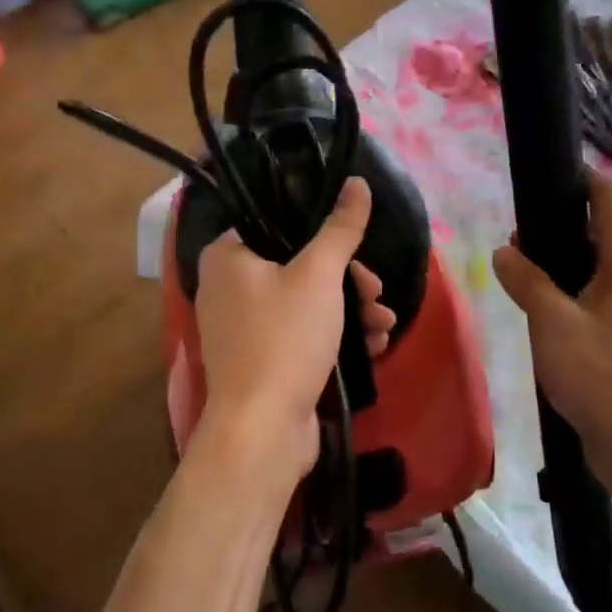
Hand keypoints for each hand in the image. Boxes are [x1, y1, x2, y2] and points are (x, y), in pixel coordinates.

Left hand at [191, 177, 393, 490]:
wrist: (262, 431)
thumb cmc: (284, 339)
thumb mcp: (319, 275)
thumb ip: (340, 227)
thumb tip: (357, 181)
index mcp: (227, 256)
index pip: (276, 222)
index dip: (322, 231)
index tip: (357, 248)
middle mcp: (228, 287)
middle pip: (298, 264)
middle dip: (348, 280)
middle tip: (375, 292)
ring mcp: (244, 328)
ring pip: (306, 301)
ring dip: (351, 309)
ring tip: (384, 324)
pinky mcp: (262, 359)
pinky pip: (302, 333)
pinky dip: (336, 335)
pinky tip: (374, 346)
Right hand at [492, 173, 611, 494]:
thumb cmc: (599, 374)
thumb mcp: (552, 322)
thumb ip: (526, 282)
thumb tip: (504, 251)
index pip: (611, 203)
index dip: (585, 180)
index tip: (550, 172)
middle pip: (602, 236)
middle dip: (561, 226)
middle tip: (516, 231)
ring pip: (596, 272)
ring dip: (561, 265)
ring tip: (519, 269)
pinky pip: (594, 303)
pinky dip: (568, 295)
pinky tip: (540, 313)